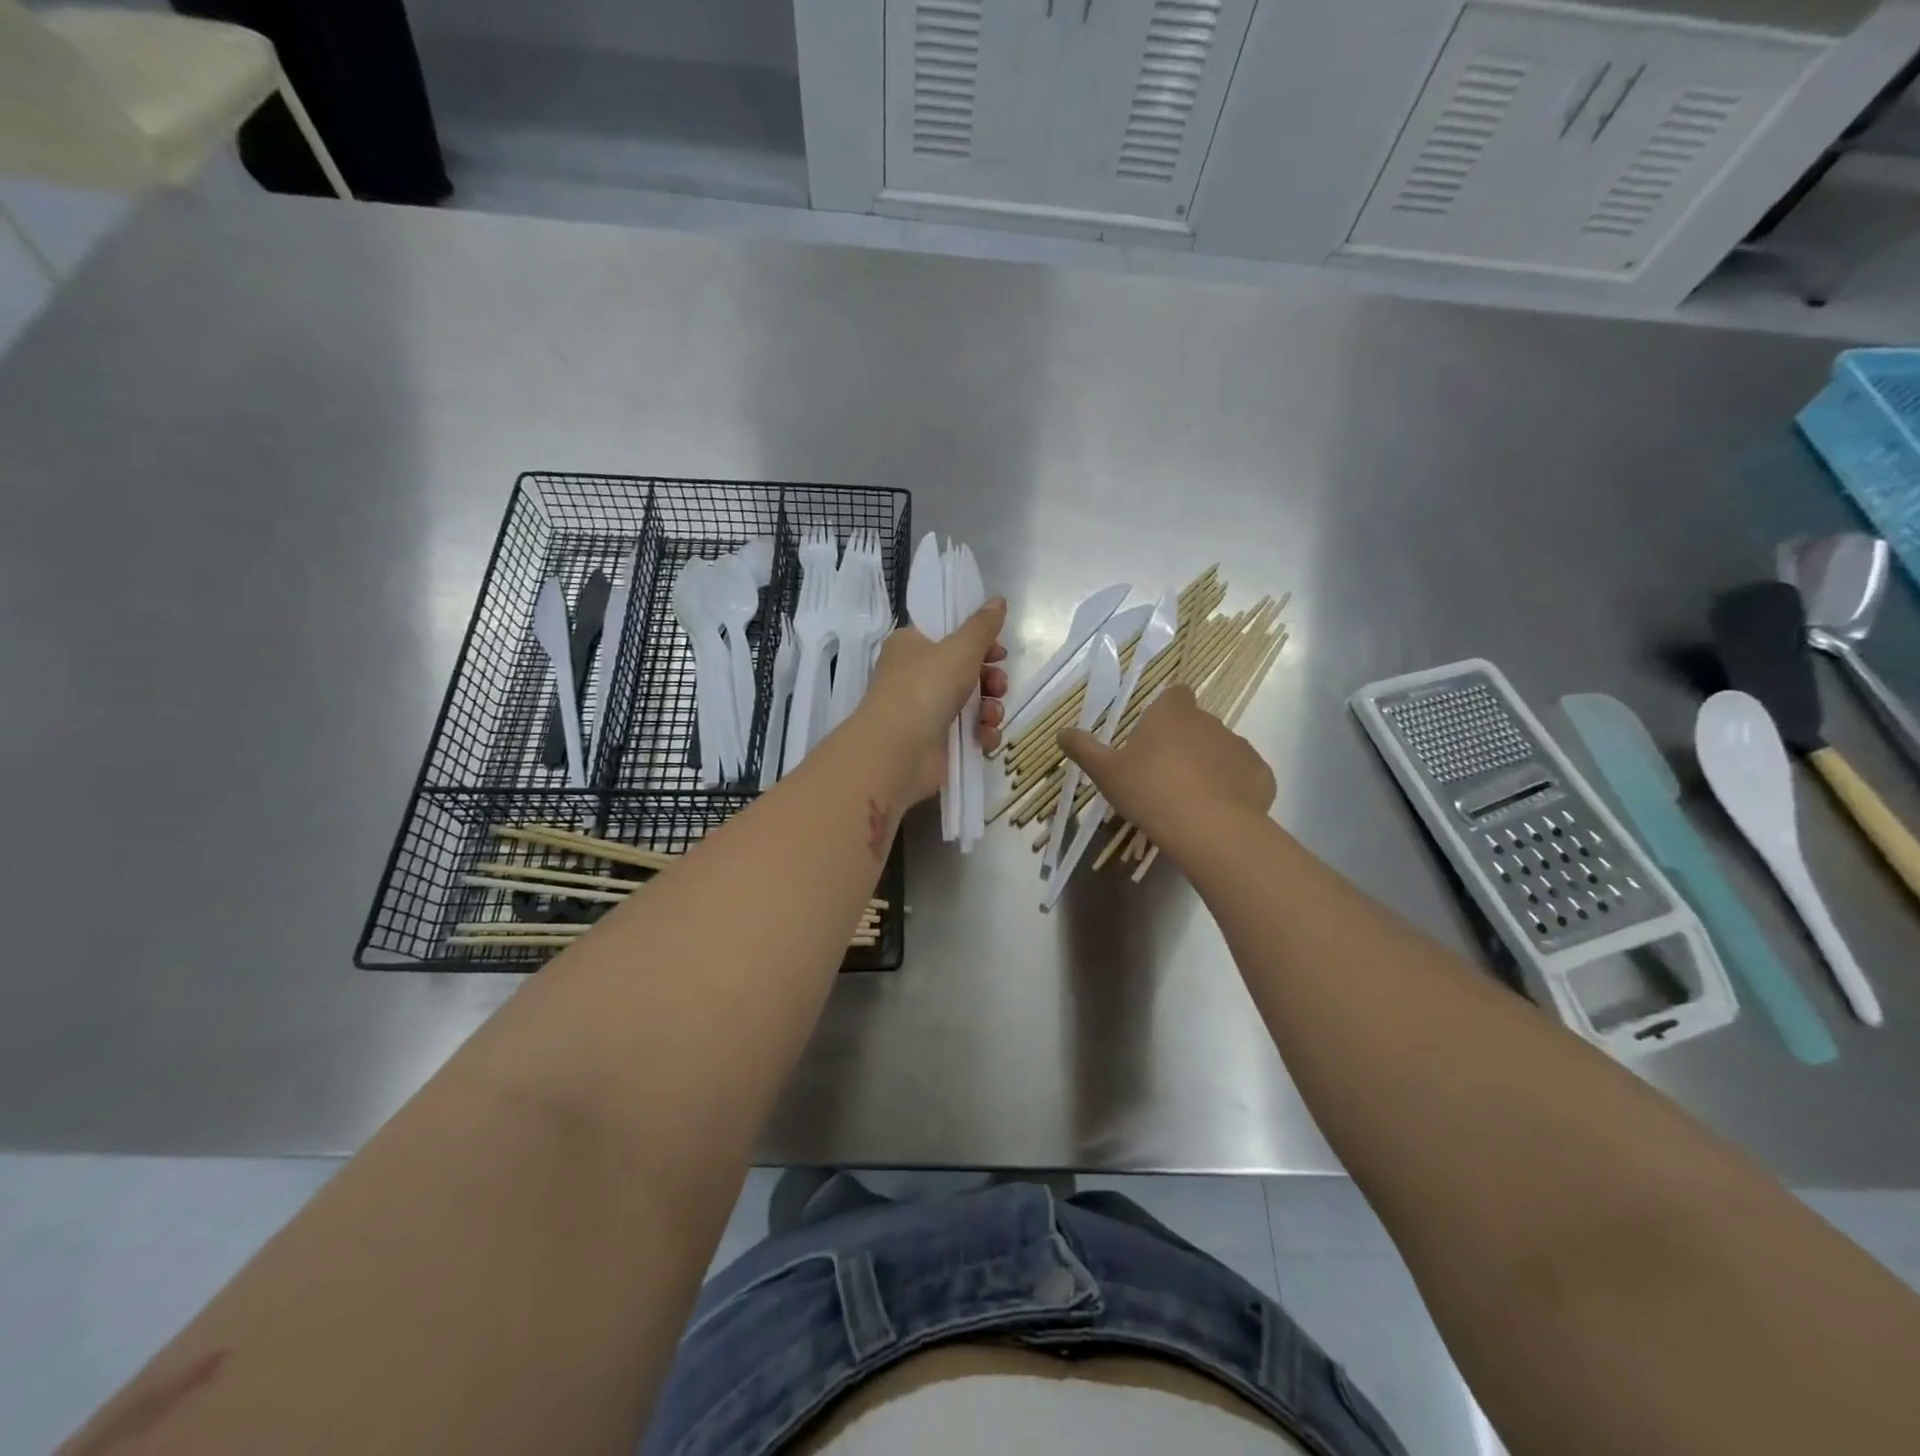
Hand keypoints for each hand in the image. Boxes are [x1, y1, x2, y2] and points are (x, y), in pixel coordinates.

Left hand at [860, 599, 1008, 802]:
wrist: (898, 751)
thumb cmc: (925, 687)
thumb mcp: (960, 648)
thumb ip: (983, 625)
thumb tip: (998, 599)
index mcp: (911, 645)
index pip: (949, 635)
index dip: (978, 641)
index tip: (999, 650)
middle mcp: (915, 675)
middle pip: (965, 670)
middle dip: (990, 678)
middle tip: (998, 685)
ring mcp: (925, 710)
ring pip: (971, 702)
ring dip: (990, 708)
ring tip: (991, 716)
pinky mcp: (936, 741)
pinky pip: (968, 732)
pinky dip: (981, 734)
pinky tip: (986, 737)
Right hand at [1059, 684, 1274, 851]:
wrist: (1208, 828)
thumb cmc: (1149, 791)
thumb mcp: (1106, 772)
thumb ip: (1084, 749)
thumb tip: (1062, 732)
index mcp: (1172, 713)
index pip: (1174, 694)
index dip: (1165, 711)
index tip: (1152, 736)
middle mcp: (1210, 721)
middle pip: (1196, 724)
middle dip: (1184, 743)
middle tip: (1163, 777)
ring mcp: (1240, 747)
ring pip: (1221, 750)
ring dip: (1209, 766)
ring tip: (1191, 800)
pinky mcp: (1261, 775)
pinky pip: (1243, 777)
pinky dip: (1233, 789)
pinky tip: (1216, 812)